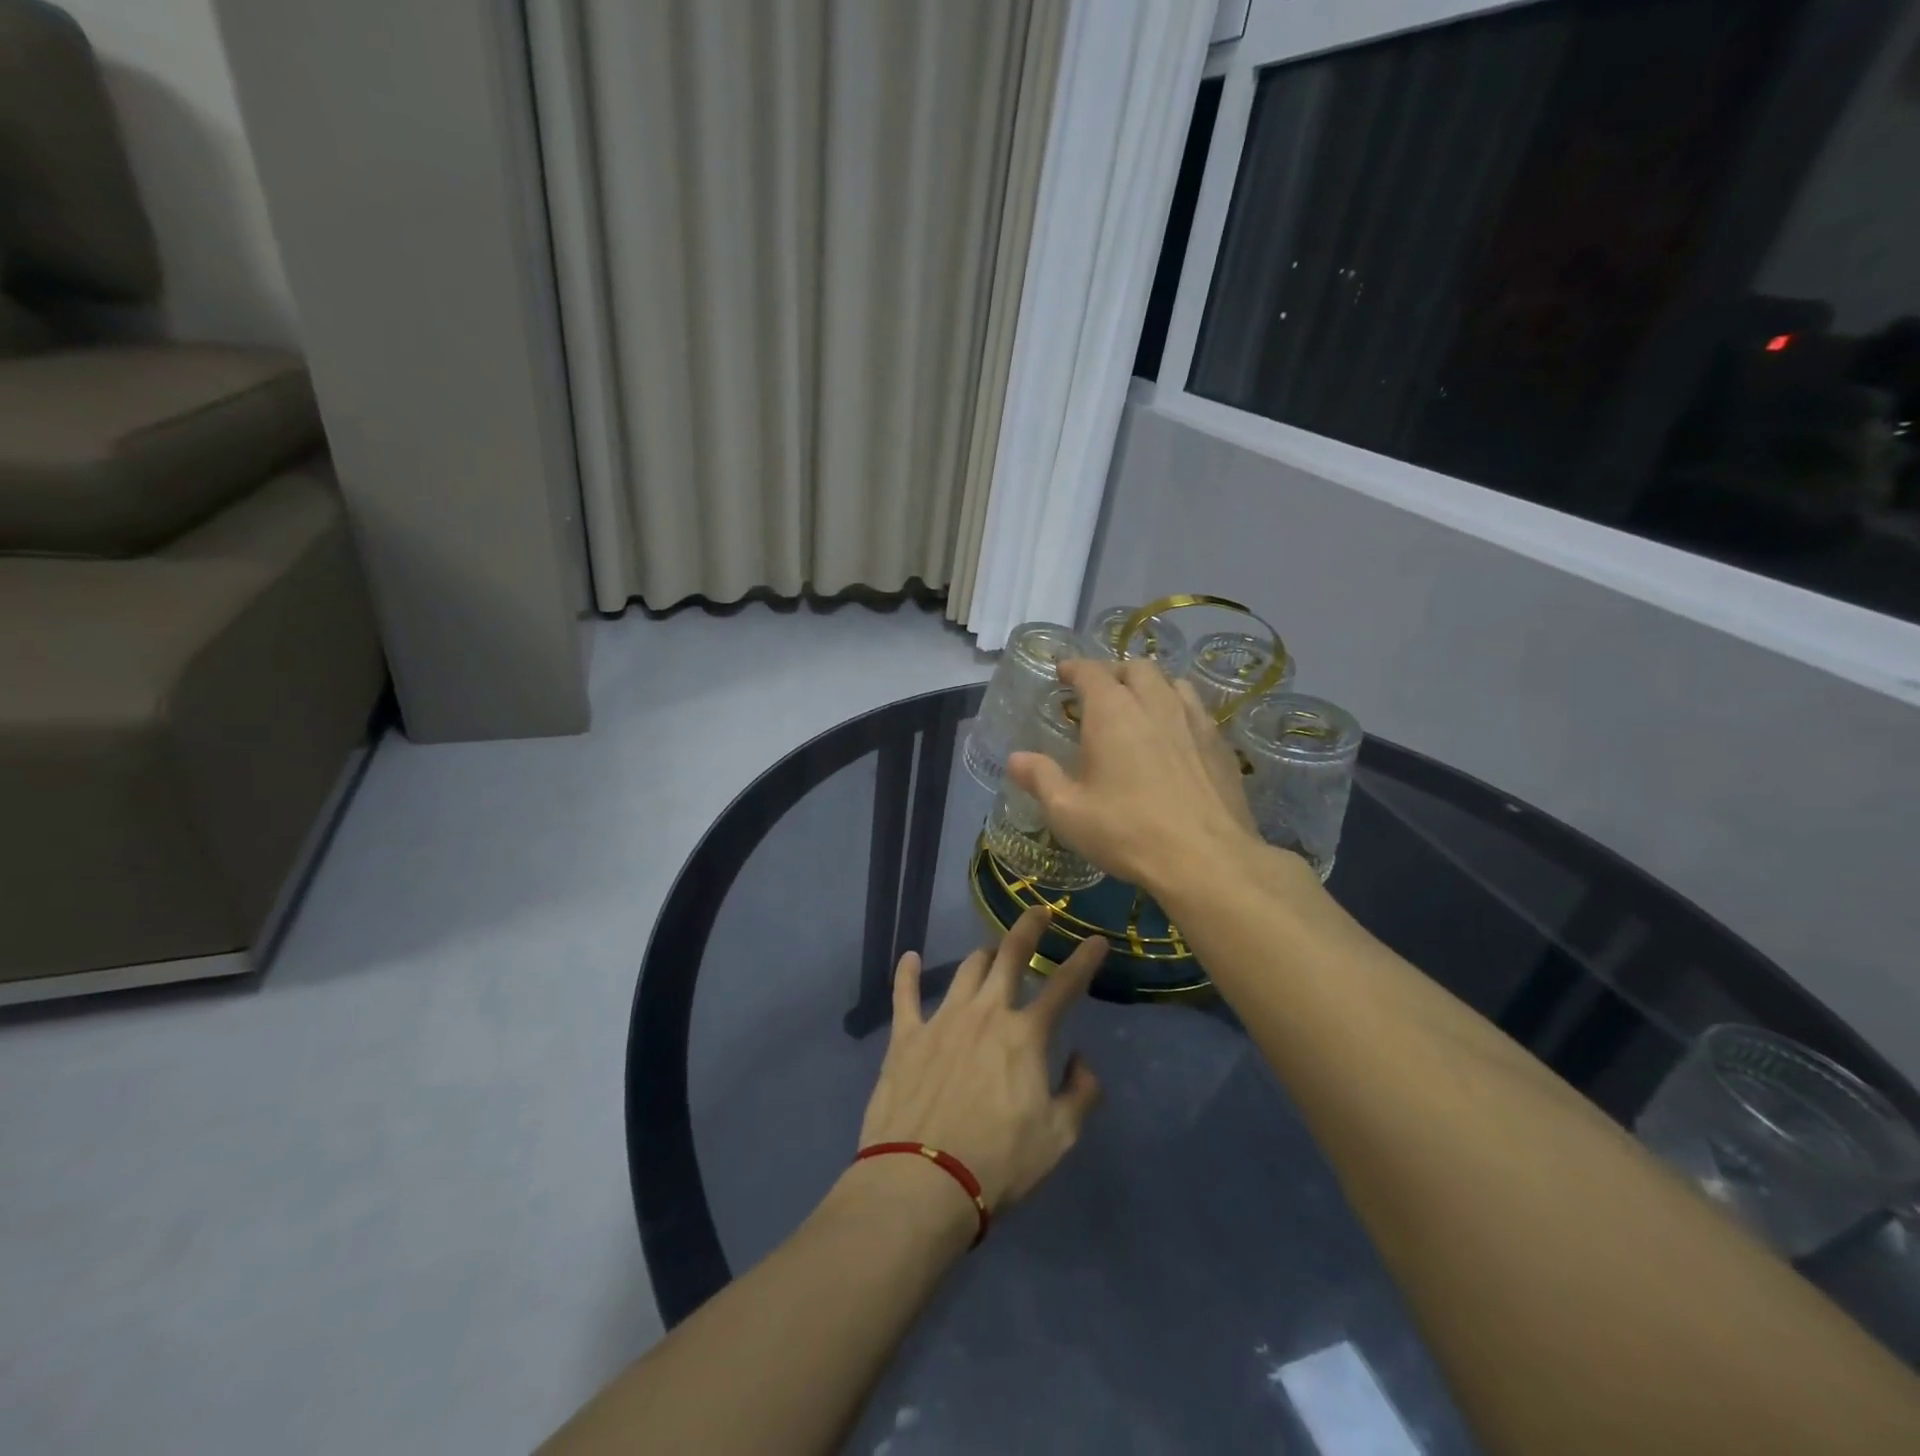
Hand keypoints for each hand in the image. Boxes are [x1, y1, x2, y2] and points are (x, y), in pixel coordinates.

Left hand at [857, 908, 1105, 1211]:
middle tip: (1038, 911)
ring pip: (966, 970)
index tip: (1097, 940)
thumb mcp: (1058, 1138)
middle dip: (1028, 928)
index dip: (1085, 960)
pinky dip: (908, 973)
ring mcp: (943, 1019)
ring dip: (983, 955)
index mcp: (1025, 1035)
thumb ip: (1080, 1094)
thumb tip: (1080, 1060)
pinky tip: (910, 958)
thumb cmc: (998, 1163)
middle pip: (1009, 957)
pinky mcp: (906, 1036)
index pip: (1065, 987)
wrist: (922, 1181)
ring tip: (991, 951)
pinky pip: (905, 994)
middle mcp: (986, 1013)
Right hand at [1006, 657, 1263, 896]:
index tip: (1063, 672)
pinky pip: (1197, 711)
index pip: (1091, 671)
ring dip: (1151, 686)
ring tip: (1141, 707)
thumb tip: (1015, 759)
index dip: (1074, 668)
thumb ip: (1041, 778)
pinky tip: (1175, 738)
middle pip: (1136, 668)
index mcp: (1113, 712)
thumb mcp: (1068, 812)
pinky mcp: (1221, 745)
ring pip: (1172, 683)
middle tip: (1101, 692)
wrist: (1206, 859)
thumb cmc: (1127, 831)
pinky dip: (1179, 710)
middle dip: (1114, 672)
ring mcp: (1194, 721)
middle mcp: (1155, 703)